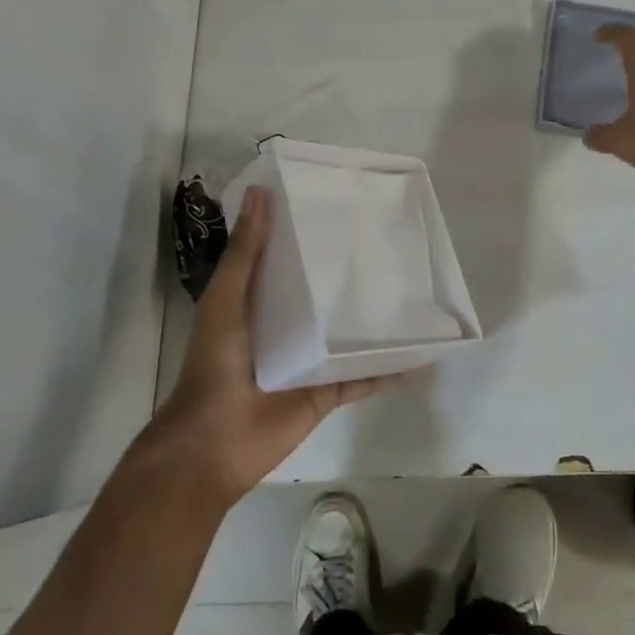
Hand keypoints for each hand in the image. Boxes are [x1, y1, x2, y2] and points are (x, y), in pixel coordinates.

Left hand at [145, 187, 399, 506]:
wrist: (214, 442)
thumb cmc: (216, 363)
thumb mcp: (226, 298)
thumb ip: (245, 251)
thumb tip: (260, 191)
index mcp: (258, 302)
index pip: (287, 259)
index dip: (306, 233)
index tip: (337, 205)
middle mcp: (286, 327)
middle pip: (322, 295)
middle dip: (347, 273)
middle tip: (385, 241)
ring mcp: (310, 362)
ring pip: (348, 334)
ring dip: (373, 318)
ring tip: (411, 289)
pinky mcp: (328, 392)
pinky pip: (364, 377)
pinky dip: (390, 369)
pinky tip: (420, 356)